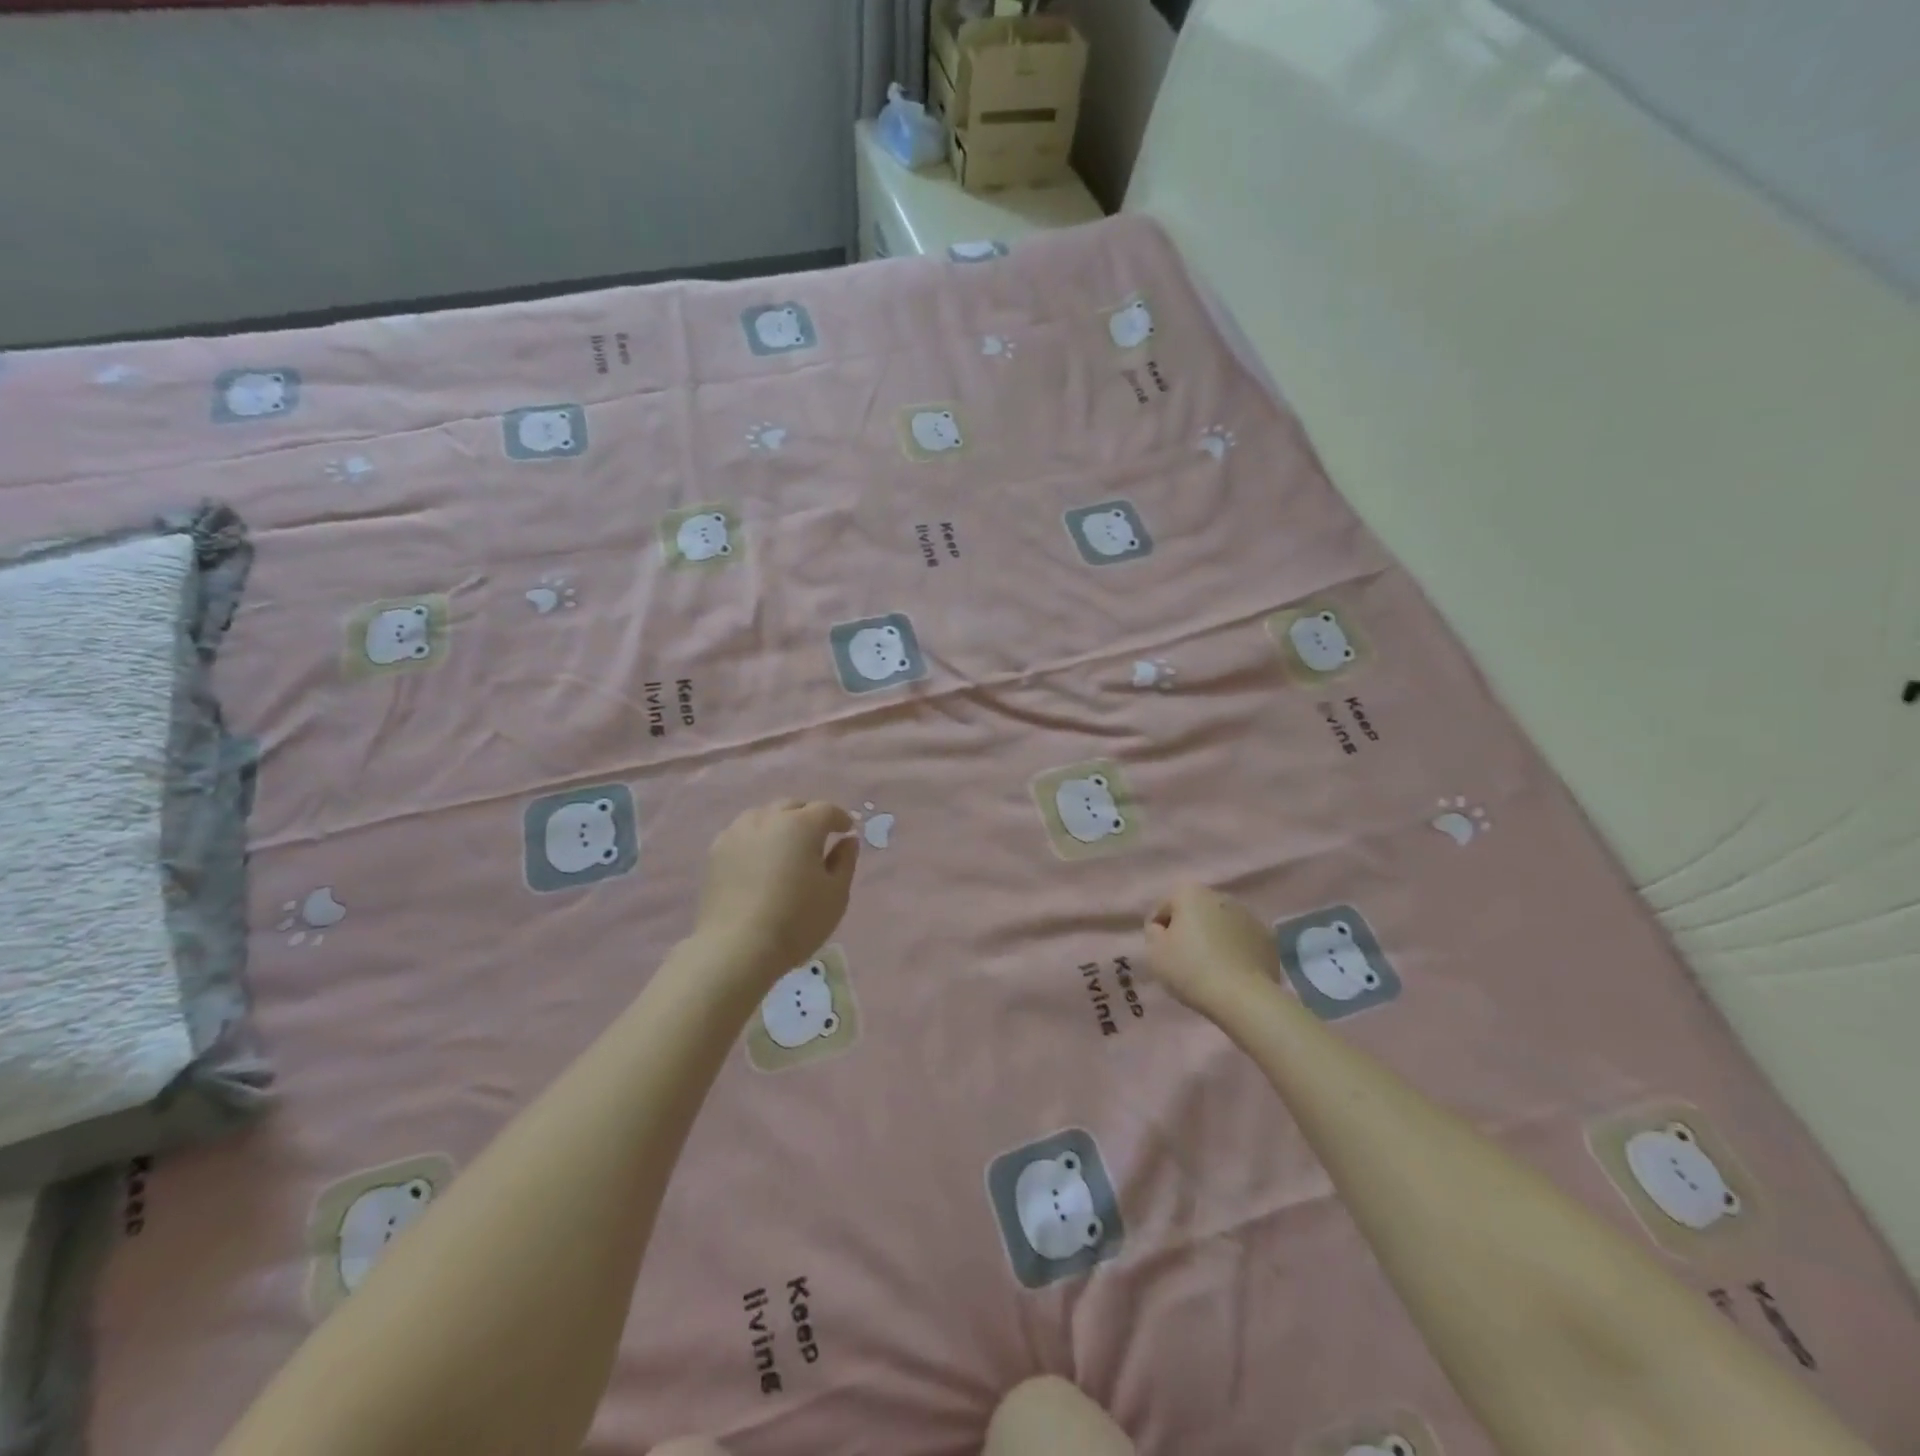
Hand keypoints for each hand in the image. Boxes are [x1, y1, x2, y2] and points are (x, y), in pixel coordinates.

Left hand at [694, 800, 858, 985]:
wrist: (736, 949)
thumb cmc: (796, 921)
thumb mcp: (835, 894)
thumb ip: (845, 861)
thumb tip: (847, 840)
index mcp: (801, 825)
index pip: (826, 810)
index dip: (840, 818)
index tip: (847, 831)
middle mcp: (767, 819)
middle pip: (792, 806)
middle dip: (808, 816)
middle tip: (818, 838)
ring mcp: (736, 833)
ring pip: (763, 816)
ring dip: (779, 824)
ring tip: (785, 847)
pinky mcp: (715, 852)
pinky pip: (741, 833)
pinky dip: (756, 839)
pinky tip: (759, 860)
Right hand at [1143, 883, 1281, 1019]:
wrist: (1243, 997)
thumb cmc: (1190, 970)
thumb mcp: (1154, 952)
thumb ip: (1153, 932)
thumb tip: (1163, 928)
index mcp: (1190, 893)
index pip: (1164, 908)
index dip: (1158, 931)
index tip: (1161, 953)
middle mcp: (1220, 896)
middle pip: (1194, 912)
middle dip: (1188, 930)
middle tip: (1184, 959)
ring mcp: (1248, 915)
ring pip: (1220, 924)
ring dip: (1213, 938)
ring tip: (1210, 967)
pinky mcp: (1267, 937)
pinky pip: (1242, 940)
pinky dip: (1235, 949)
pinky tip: (1231, 971)